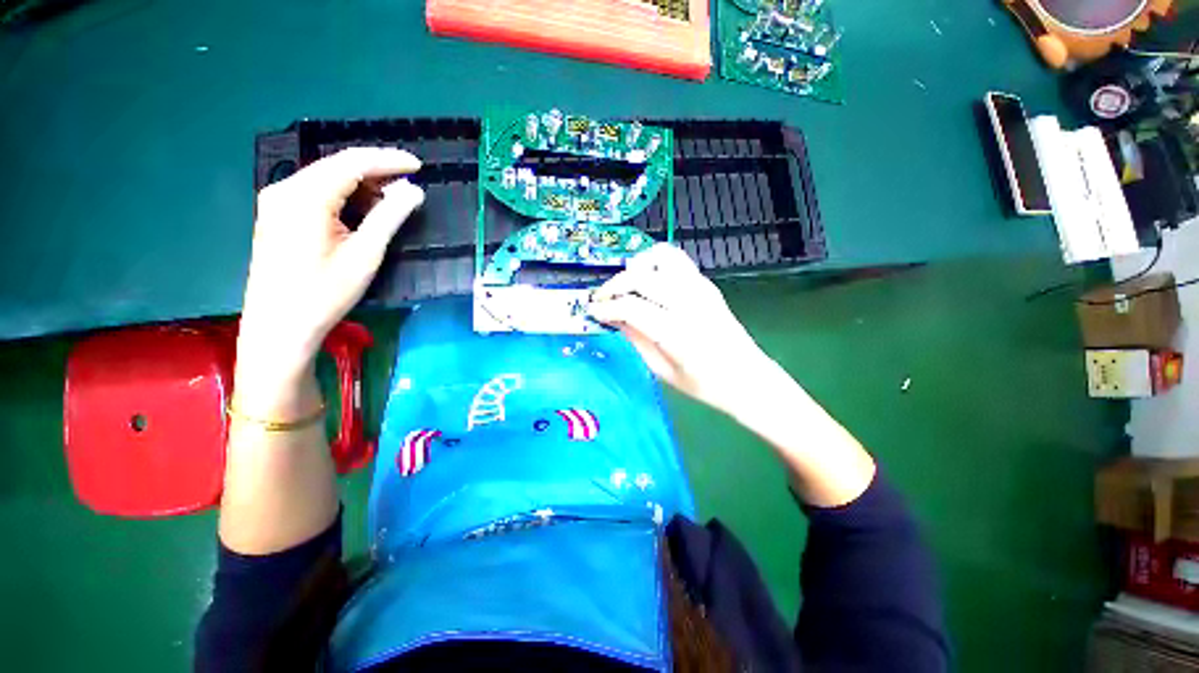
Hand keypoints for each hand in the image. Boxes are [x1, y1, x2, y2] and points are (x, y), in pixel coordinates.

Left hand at [235, 147, 424, 416]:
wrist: (279, 325)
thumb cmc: (324, 292)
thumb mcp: (365, 254)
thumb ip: (389, 217)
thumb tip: (414, 191)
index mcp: (305, 196)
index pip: (352, 162)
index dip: (388, 160)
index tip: (418, 166)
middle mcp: (285, 189)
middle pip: (336, 166)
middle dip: (375, 171)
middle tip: (409, 184)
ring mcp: (277, 201)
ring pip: (326, 178)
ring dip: (360, 184)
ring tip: (391, 199)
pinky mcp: (277, 214)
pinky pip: (315, 192)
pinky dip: (343, 195)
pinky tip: (362, 209)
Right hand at [588, 243, 773, 416]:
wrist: (747, 378)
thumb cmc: (705, 384)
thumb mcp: (663, 371)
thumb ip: (636, 339)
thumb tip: (613, 318)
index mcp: (678, 333)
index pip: (632, 308)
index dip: (606, 308)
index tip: (593, 312)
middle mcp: (690, 304)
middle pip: (641, 278)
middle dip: (614, 286)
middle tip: (602, 299)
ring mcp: (701, 289)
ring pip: (660, 257)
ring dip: (635, 267)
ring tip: (624, 285)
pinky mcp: (707, 284)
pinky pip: (676, 260)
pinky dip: (654, 263)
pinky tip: (646, 280)